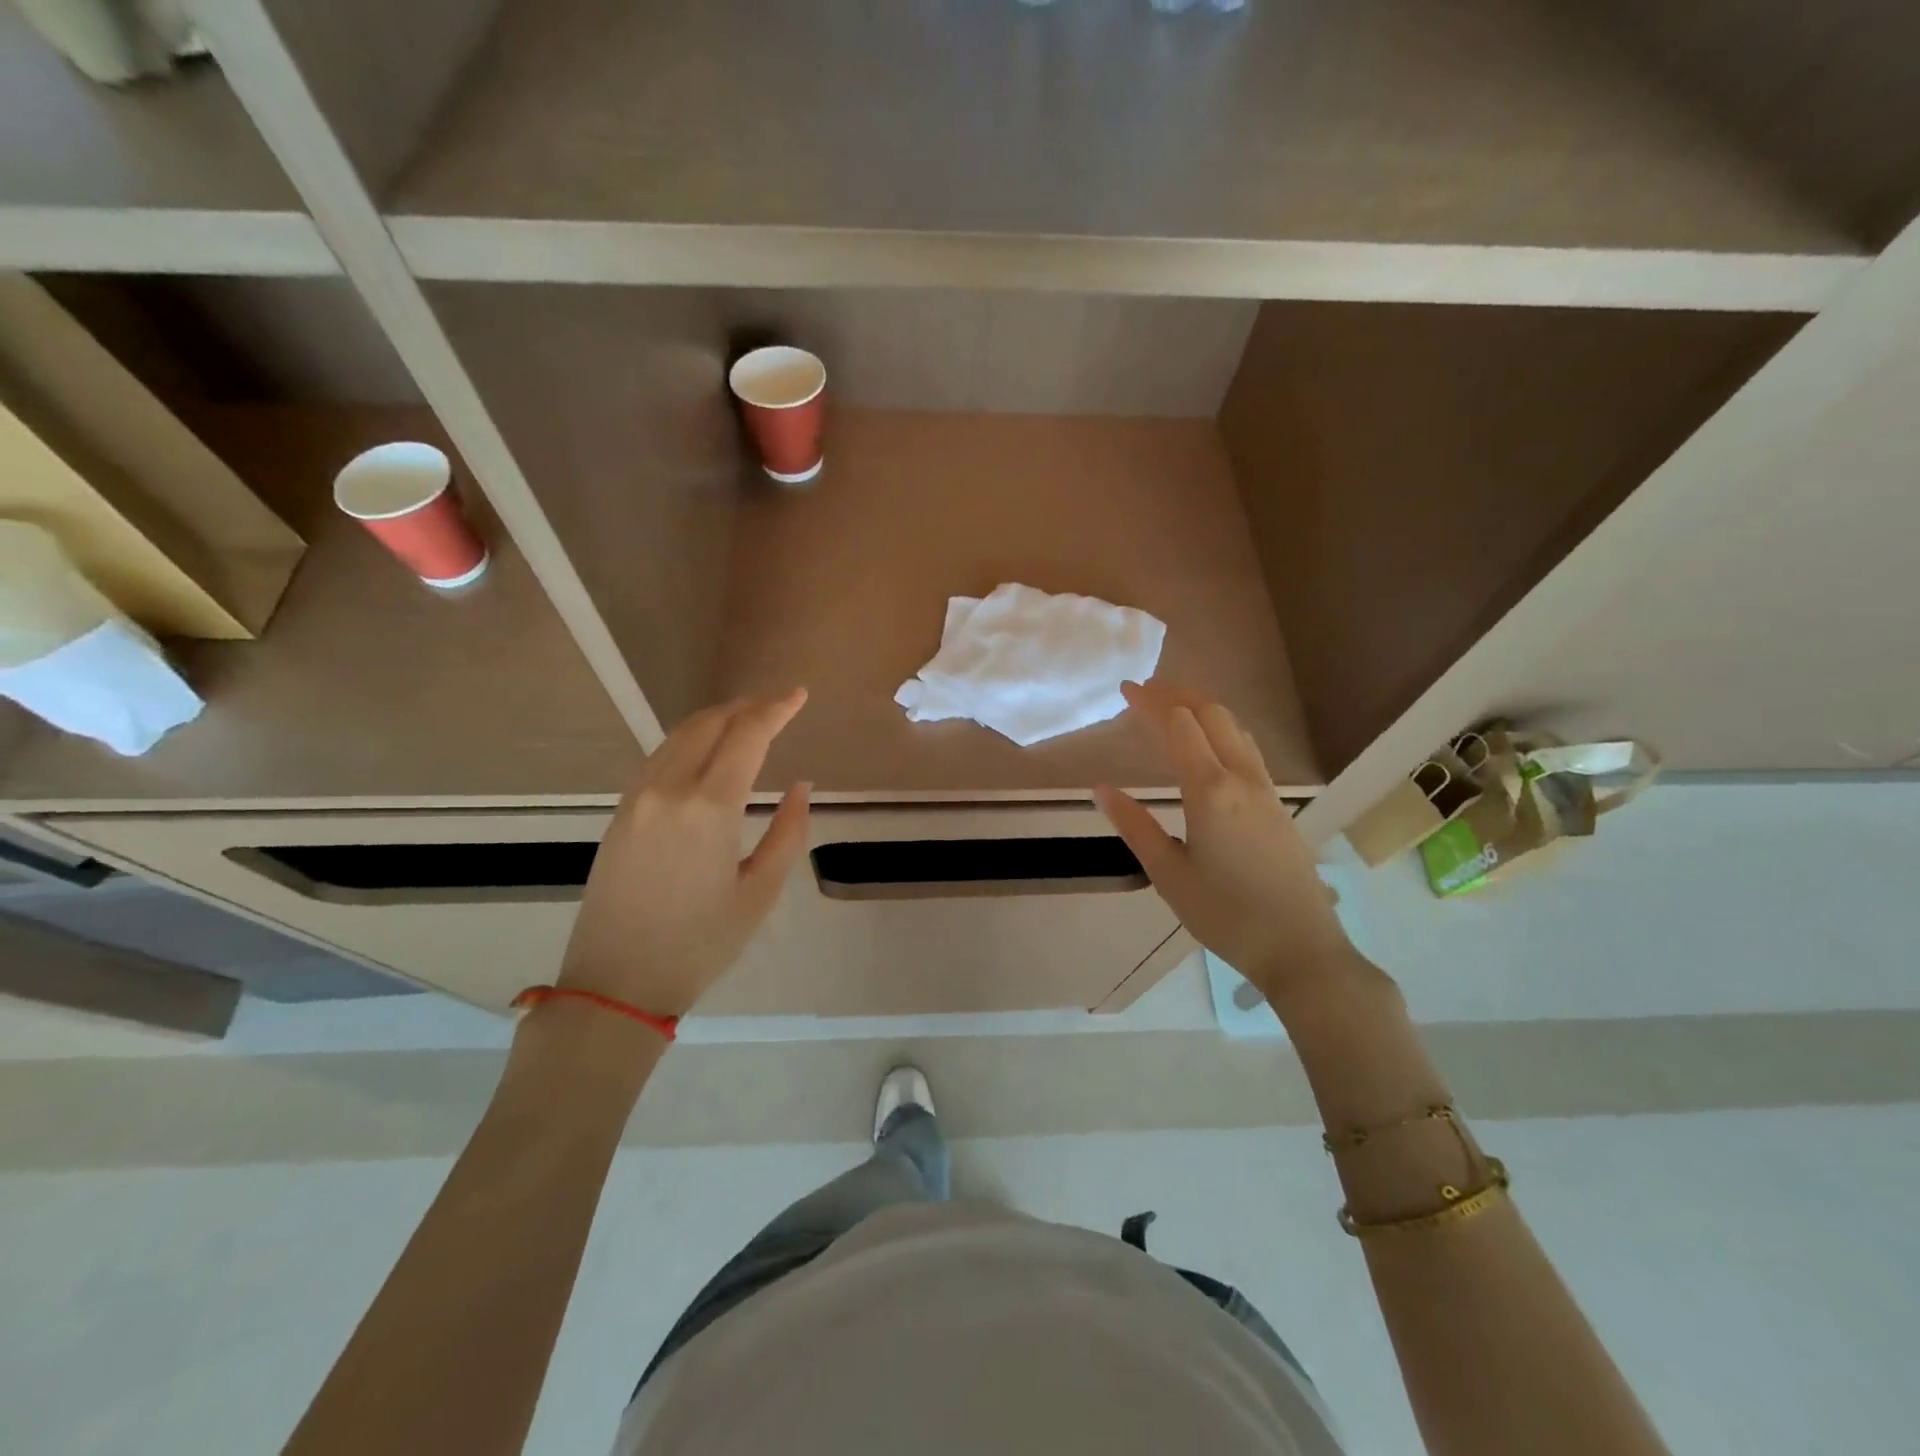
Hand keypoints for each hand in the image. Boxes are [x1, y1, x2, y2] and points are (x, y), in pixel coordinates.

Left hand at [558, 690, 811, 1016]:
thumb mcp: (760, 893)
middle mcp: (669, 789)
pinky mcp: (621, 813)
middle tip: (778, 705)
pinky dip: (690, 740)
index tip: (799, 695)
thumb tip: (800, 787)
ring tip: (747, 720)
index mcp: (709, 807)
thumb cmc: (700, 944)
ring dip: (717, 719)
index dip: (776, 709)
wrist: (616, 983)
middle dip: (747, 707)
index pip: (747, 735)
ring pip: (680, 736)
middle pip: (710, 724)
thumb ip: (788, 833)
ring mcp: (638, 798)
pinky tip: (706, 751)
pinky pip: (660, 757)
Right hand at [1095, 682, 1355, 1009]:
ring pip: (1236, 728)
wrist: (1300, 948)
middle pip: (1213, 714)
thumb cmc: (1226, 915)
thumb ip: (1134, 826)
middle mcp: (1242, 778)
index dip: (1150, 701)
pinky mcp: (1278, 805)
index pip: (1179, 726)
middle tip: (1145, 689)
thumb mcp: (1168, 874)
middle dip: (1177, 693)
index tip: (1124, 689)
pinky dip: (1222, 729)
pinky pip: (1248, 748)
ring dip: (1203, 707)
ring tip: (1173, 706)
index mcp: (1210, 790)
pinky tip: (1210, 744)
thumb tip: (1101, 790)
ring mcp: (1266, 790)